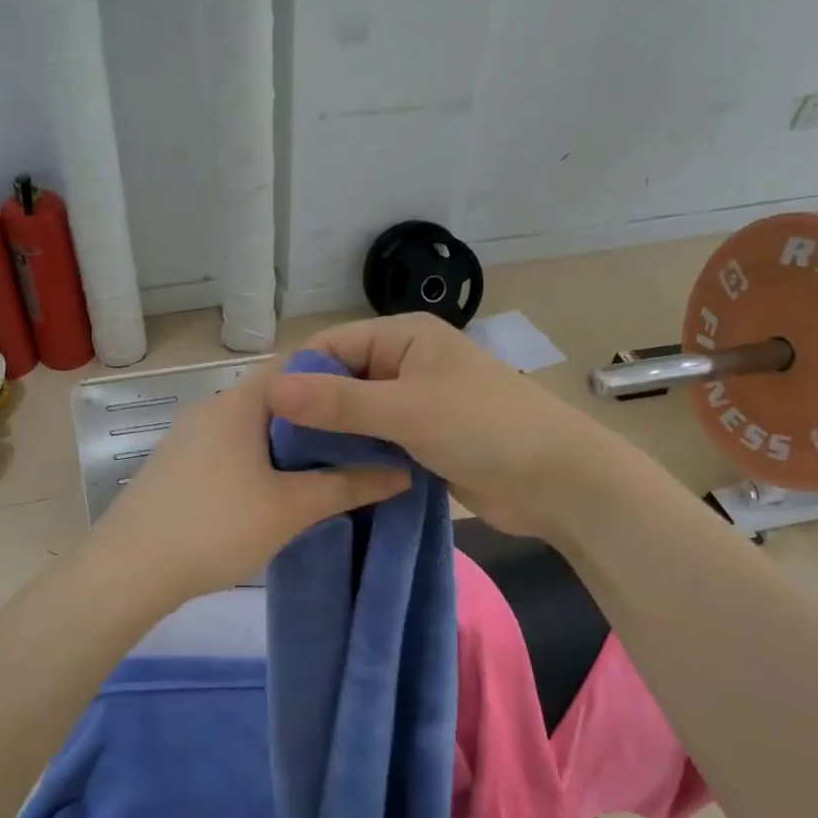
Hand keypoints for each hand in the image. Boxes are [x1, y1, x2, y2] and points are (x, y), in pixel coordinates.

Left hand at [90, 359, 411, 607]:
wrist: (128, 571)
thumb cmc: (214, 527)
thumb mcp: (290, 508)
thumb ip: (348, 486)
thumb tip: (402, 471)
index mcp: (239, 402)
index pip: (297, 364)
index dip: (339, 376)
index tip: (372, 403)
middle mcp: (211, 407)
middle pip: (277, 397)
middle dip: (320, 417)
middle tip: (362, 443)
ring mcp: (189, 436)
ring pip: (253, 426)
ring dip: (290, 443)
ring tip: (329, 470)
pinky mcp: (178, 465)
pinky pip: (232, 448)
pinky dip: (262, 460)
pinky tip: (278, 491)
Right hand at [267, 314, 602, 536]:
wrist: (557, 481)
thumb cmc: (485, 428)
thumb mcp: (406, 409)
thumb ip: (339, 401)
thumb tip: (271, 389)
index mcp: (403, 336)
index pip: (330, 346)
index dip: (295, 377)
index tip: (260, 417)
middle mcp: (404, 363)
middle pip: (340, 381)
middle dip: (309, 411)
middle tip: (270, 451)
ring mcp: (413, 404)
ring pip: (355, 416)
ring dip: (330, 438)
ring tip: (288, 469)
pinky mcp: (421, 440)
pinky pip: (374, 442)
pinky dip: (353, 457)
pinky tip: (324, 480)